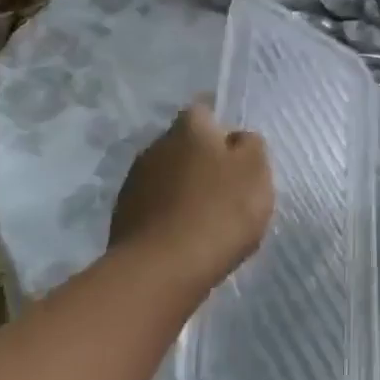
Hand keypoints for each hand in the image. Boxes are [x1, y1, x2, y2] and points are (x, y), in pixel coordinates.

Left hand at [109, 105, 273, 280]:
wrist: (162, 269)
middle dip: (201, 159)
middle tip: (225, 186)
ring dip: (182, 187)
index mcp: (190, 128)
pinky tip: (183, 235)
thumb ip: (251, 146)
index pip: (204, 110)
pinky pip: (153, 204)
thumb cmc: (219, 212)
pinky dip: (168, 213)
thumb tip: (237, 138)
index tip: (236, 150)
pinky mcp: (123, 215)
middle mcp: (156, 145)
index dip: (220, 127)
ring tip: (205, 216)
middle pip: (184, 143)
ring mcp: (134, 181)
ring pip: (167, 175)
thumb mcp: (255, 172)